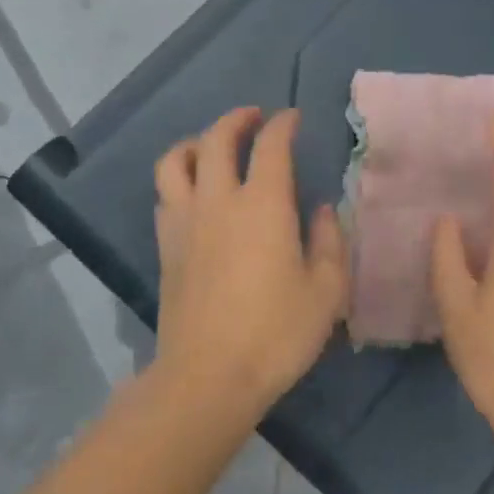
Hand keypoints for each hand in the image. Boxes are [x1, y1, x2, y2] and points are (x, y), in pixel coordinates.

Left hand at [153, 108, 349, 417]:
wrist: (208, 376)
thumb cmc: (276, 333)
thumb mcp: (326, 291)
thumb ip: (330, 241)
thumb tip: (322, 209)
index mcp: (263, 204)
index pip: (270, 145)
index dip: (282, 124)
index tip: (292, 119)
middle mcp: (218, 200)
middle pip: (216, 139)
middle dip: (236, 120)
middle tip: (253, 118)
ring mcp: (184, 222)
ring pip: (175, 161)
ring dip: (194, 143)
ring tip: (209, 146)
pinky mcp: (165, 247)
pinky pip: (164, 195)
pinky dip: (178, 180)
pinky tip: (192, 194)